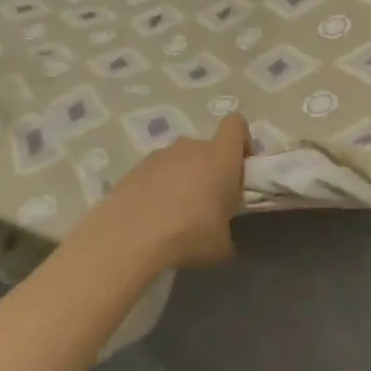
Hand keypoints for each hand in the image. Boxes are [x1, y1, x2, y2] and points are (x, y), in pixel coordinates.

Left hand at [93, 113, 249, 272]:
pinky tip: (152, 217)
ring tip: (175, 213)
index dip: (242, 141)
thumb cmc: (188, 235)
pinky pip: (155, 173)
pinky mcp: (134, 169)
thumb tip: (223, 237)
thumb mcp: (221, 245)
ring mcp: (159, 155)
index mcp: (220, 157)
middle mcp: (190, 147)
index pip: (236, 124)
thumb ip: (228, 232)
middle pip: (207, 148)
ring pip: (180, 161)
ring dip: (183, 179)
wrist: (128, 238)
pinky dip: (158, 188)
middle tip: (208, 202)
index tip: (240, 168)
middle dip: (210, 170)